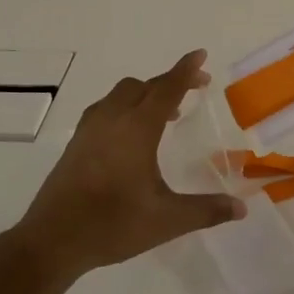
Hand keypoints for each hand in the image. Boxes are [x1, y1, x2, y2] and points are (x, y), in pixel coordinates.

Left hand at [13, 50, 245, 281]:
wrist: (52, 239)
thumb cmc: (113, 224)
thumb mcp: (166, 220)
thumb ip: (206, 210)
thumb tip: (241, 208)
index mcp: (138, 128)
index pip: (167, 88)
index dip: (186, 70)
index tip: (200, 54)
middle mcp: (113, 118)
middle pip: (145, 86)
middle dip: (170, 81)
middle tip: (194, 88)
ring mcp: (90, 128)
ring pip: (122, 94)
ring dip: (146, 93)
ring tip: (165, 113)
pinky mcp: (77, 141)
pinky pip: (106, 107)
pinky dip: (125, 106)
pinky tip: (131, 132)